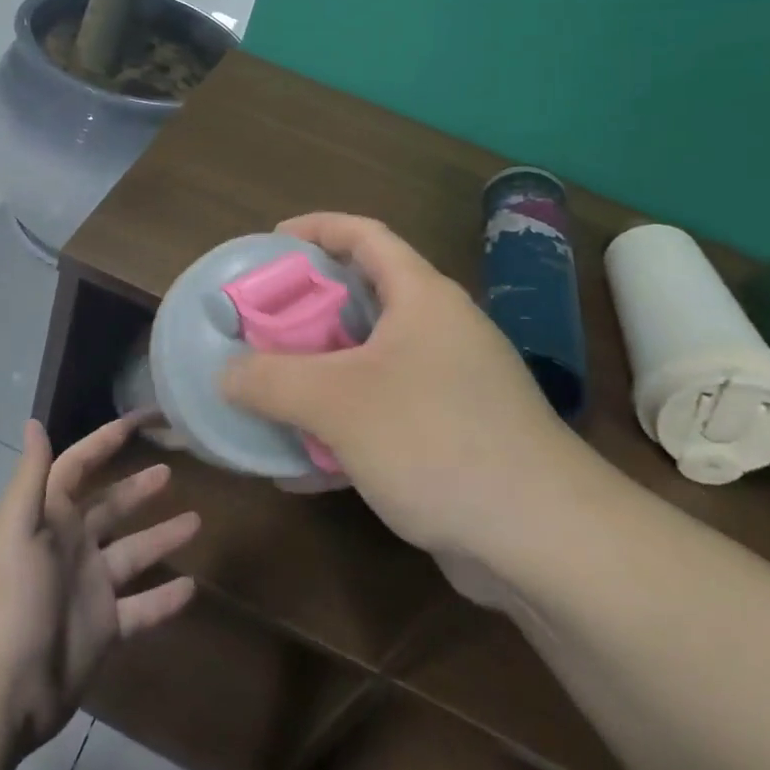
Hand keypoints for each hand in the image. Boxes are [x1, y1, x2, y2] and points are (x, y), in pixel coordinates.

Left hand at [0, 418, 198, 755]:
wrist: (2, 691)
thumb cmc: (12, 599)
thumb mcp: (18, 530)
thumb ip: (32, 477)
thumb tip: (33, 421)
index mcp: (50, 518)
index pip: (78, 466)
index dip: (104, 442)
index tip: (138, 421)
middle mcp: (71, 547)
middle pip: (111, 508)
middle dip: (138, 489)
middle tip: (172, 472)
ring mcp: (89, 588)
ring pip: (134, 554)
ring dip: (162, 537)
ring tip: (197, 522)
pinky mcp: (103, 628)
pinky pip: (142, 607)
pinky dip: (165, 599)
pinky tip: (193, 588)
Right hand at [222, 213, 604, 564]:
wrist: (543, 540)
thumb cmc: (436, 440)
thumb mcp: (338, 402)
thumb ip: (271, 380)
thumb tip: (226, 375)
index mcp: (422, 297)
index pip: (365, 235)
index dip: (316, 228)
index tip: (270, 243)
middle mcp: (439, 331)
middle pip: (362, 299)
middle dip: (305, 310)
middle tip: (257, 326)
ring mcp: (450, 386)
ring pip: (368, 363)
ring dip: (317, 374)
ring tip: (268, 391)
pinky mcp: (451, 437)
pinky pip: (382, 415)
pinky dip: (340, 428)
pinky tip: (300, 466)